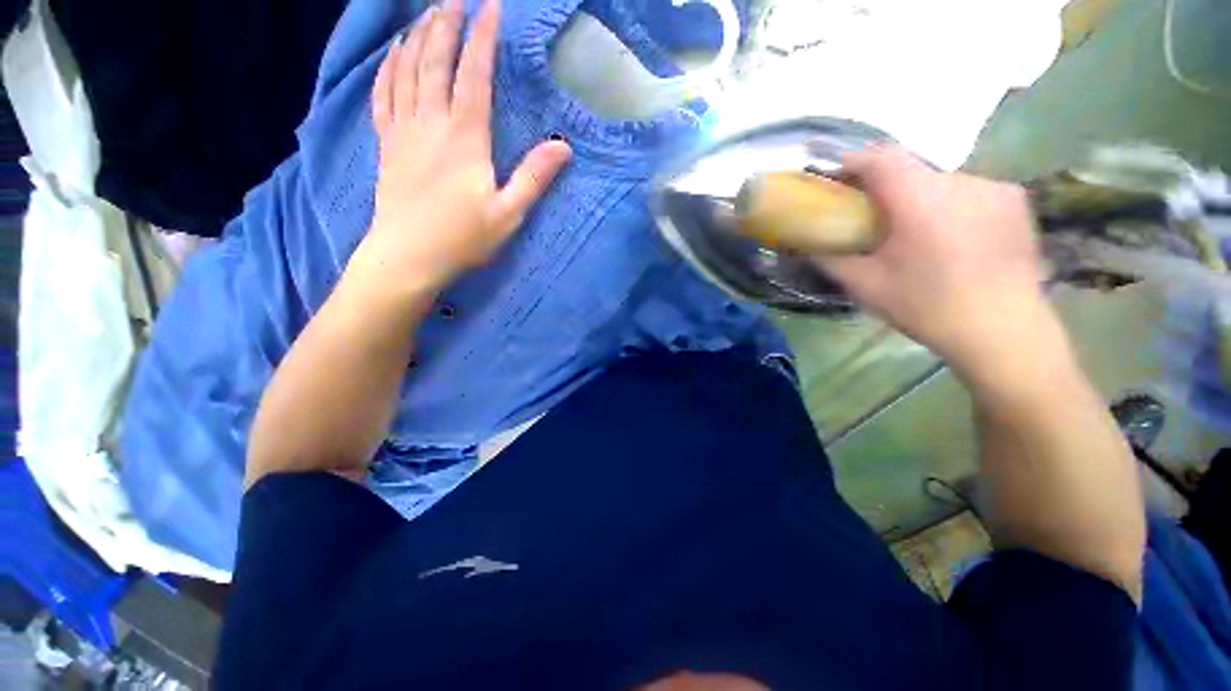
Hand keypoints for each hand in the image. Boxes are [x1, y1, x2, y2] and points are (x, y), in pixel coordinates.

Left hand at [348, 0, 571, 300]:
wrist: (408, 256)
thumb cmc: (462, 238)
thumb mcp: (508, 213)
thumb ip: (534, 177)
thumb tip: (563, 146)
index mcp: (465, 138)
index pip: (474, 75)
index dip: (482, 38)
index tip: (490, 8)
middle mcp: (431, 123)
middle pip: (435, 61)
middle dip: (445, 24)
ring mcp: (403, 131)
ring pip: (405, 70)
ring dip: (416, 37)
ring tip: (425, 14)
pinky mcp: (387, 144)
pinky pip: (383, 94)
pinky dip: (387, 67)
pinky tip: (392, 54)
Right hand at [815, 147, 1051, 374]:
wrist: (1003, 331)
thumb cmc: (926, 307)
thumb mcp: (864, 285)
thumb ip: (830, 258)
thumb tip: (806, 243)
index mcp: (919, 199)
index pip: (880, 158)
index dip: (853, 162)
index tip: (835, 178)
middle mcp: (959, 181)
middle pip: (910, 169)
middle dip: (884, 187)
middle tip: (870, 217)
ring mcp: (993, 187)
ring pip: (940, 181)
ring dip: (918, 197)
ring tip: (913, 232)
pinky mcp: (1015, 200)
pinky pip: (969, 191)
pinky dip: (949, 205)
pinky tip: (949, 237)